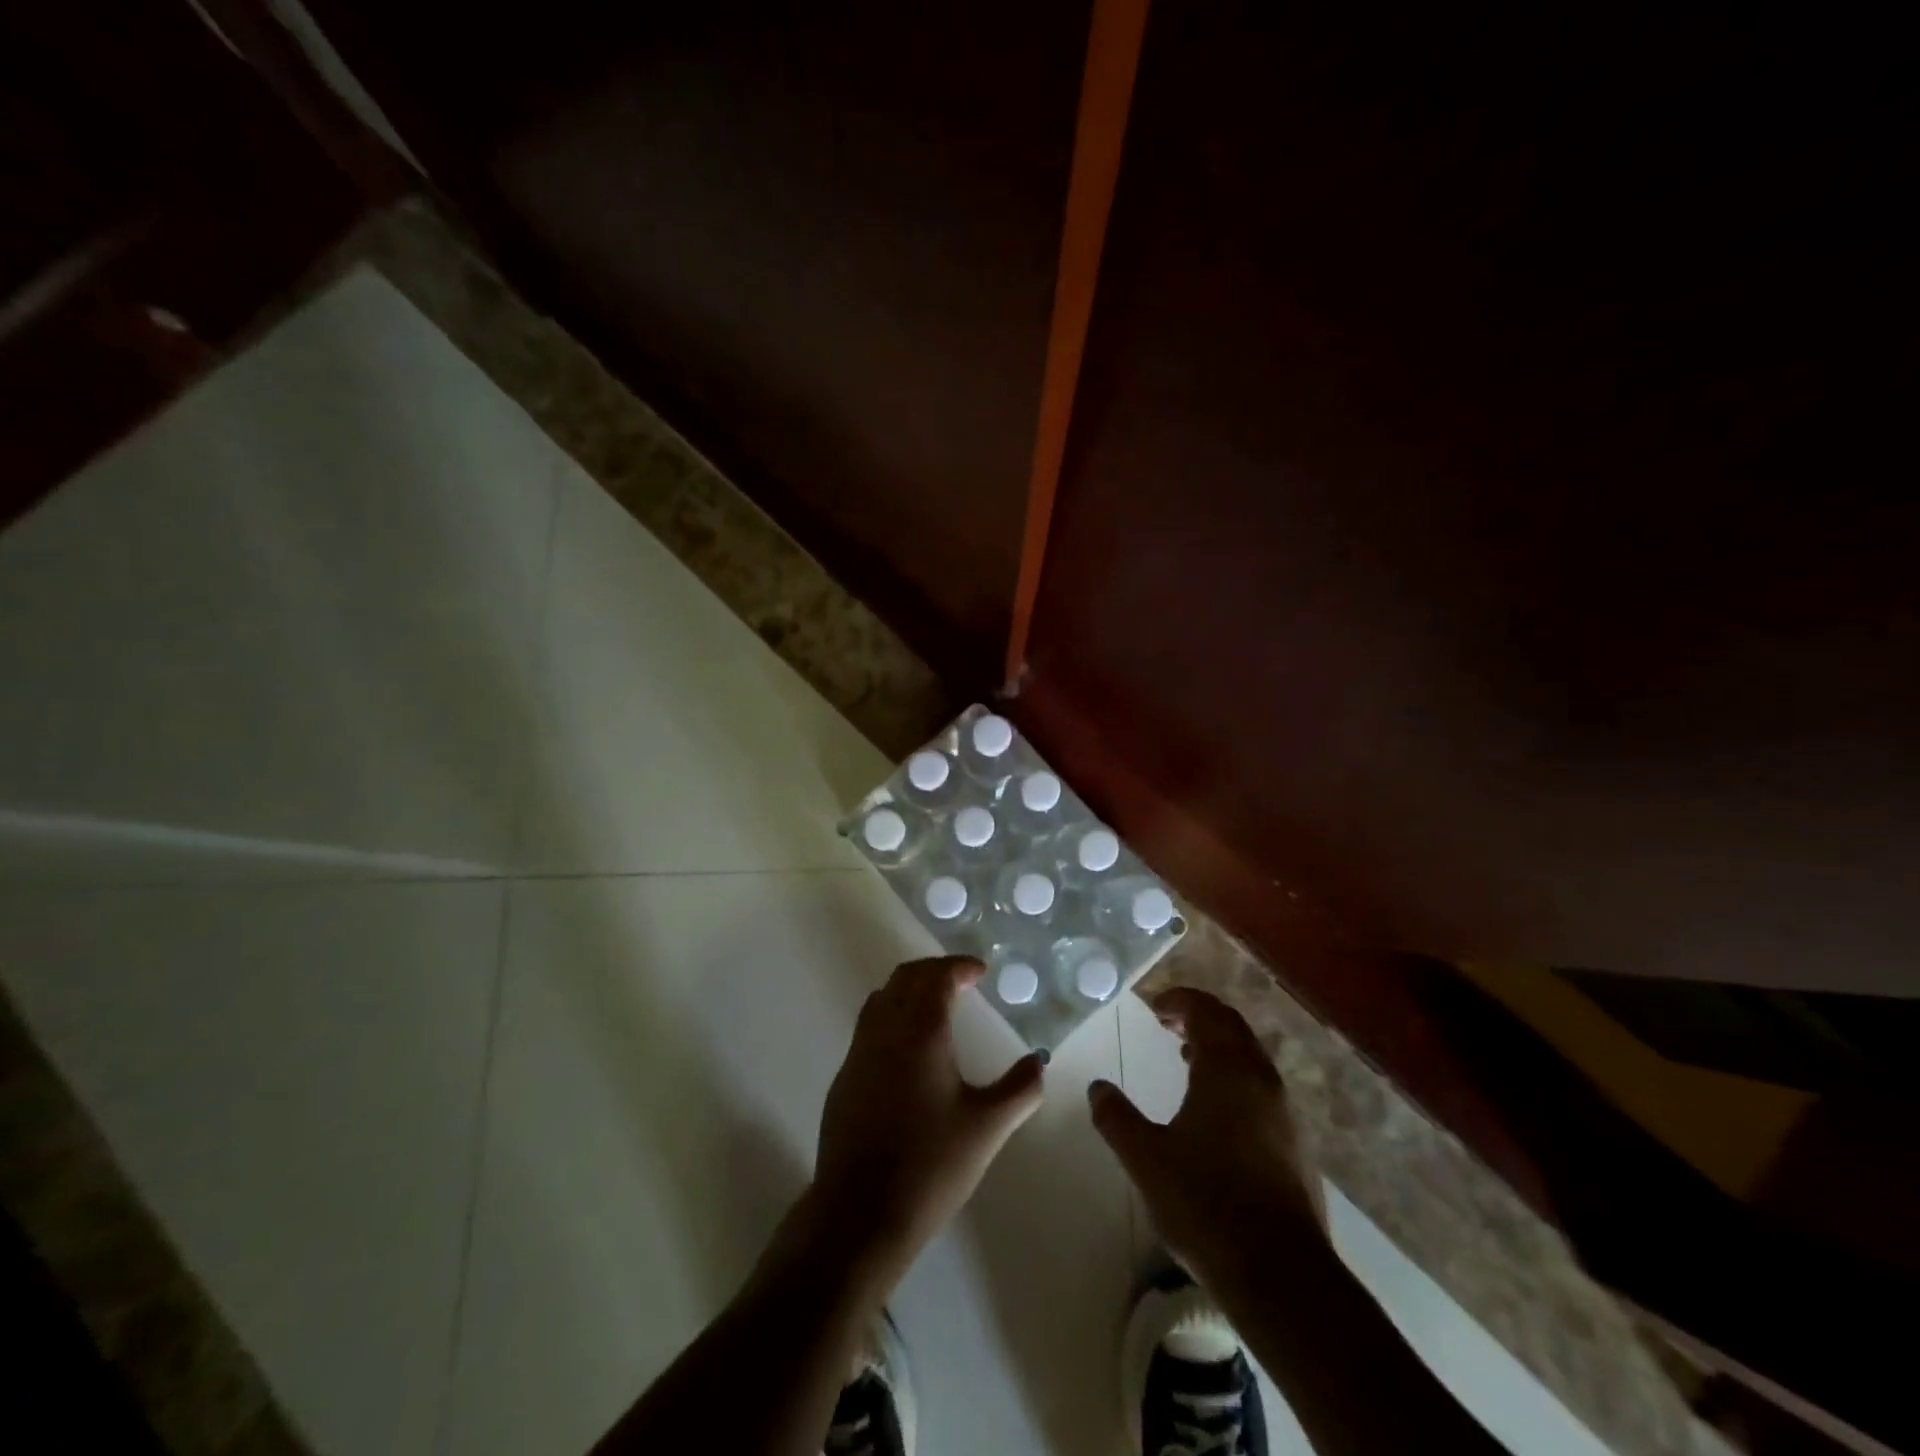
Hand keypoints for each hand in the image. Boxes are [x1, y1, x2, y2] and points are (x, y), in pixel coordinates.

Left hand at [808, 956, 1045, 1283]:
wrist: (860, 1213)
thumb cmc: (930, 1164)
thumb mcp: (987, 1127)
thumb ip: (1020, 1088)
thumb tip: (1039, 1061)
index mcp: (920, 1031)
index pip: (937, 977)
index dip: (959, 967)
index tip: (980, 972)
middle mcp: (884, 1031)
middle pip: (905, 977)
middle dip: (934, 971)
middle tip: (961, 981)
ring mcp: (858, 1053)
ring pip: (881, 998)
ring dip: (908, 990)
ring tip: (936, 1006)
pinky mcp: (844, 1078)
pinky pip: (869, 1027)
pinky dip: (892, 1016)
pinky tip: (909, 1050)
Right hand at [1089, 987, 1323, 1285]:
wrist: (1282, 1275)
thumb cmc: (1206, 1204)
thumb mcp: (1147, 1159)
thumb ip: (1117, 1118)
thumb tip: (1097, 1088)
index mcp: (1226, 1070)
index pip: (1206, 1011)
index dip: (1179, 1000)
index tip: (1154, 1006)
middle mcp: (1260, 1079)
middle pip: (1232, 1027)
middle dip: (1200, 1016)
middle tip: (1168, 1022)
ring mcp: (1284, 1111)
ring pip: (1250, 1056)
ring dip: (1219, 1046)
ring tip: (1186, 1056)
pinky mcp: (1295, 1143)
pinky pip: (1261, 1085)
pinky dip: (1235, 1075)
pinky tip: (1215, 1108)